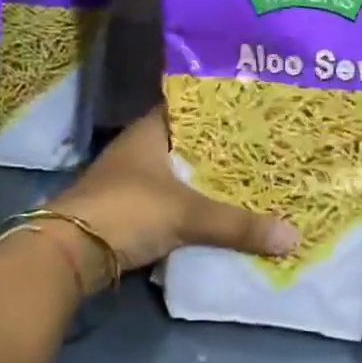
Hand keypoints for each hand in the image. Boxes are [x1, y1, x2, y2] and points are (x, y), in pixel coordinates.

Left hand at [47, 110, 297, 285]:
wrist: (68, 253)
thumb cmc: (128, 210)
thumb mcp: (187, 214)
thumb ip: (237, 225)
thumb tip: (293, 236)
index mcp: (150, 131)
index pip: (192, 109)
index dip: (223, 112)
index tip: (258, 115)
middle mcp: (140, 149)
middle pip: (190, 145)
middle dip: (223, 151)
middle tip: (266, 151)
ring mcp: (132, 180)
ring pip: (181, 175)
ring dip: (208, 182)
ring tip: (252, 181)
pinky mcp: (129, 210)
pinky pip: (172, 202)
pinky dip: (194, 207)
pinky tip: (221, 213)